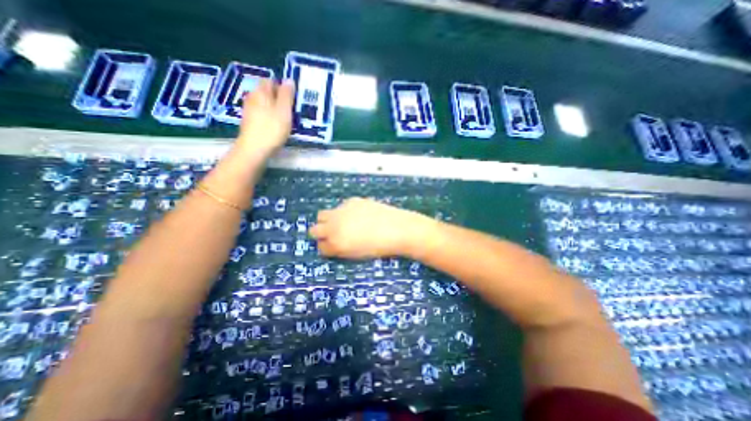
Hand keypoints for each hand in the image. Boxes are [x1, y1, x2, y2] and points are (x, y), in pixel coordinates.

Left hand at [236, 77, 293, 157]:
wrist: (254, 149)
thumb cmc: (272, 129)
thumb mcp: (284, 111)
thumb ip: (287, 95)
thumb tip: (289, 80)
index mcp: (262, 92)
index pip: (271, 81)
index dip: (282, 87)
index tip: (292, 98)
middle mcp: (253, 97)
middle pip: (266, 92)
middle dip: (278, 97)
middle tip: (290, 109)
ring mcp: (249, 109)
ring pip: (263, 103)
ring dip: (273, 107)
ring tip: (284, 118)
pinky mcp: (249, 121)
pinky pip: (261, 112)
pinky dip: (268, 115)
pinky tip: (274, 124)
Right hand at [306, 197, 434, 258]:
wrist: (398, 229)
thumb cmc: (379, 248)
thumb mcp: (356, 255)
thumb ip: (340, 250)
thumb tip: (333, 244)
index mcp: (336, 244)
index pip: (320, 247)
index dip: (327, 248)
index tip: (333, 247)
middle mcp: (334, 226)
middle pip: (314, 230)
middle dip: (321, 233)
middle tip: (333, 234)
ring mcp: (341, 211)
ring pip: (323, 215)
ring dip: (328, 220)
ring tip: (343, 223)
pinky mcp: (351, 201)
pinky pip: (340, 206)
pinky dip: (345, 211)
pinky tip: (359, 214)